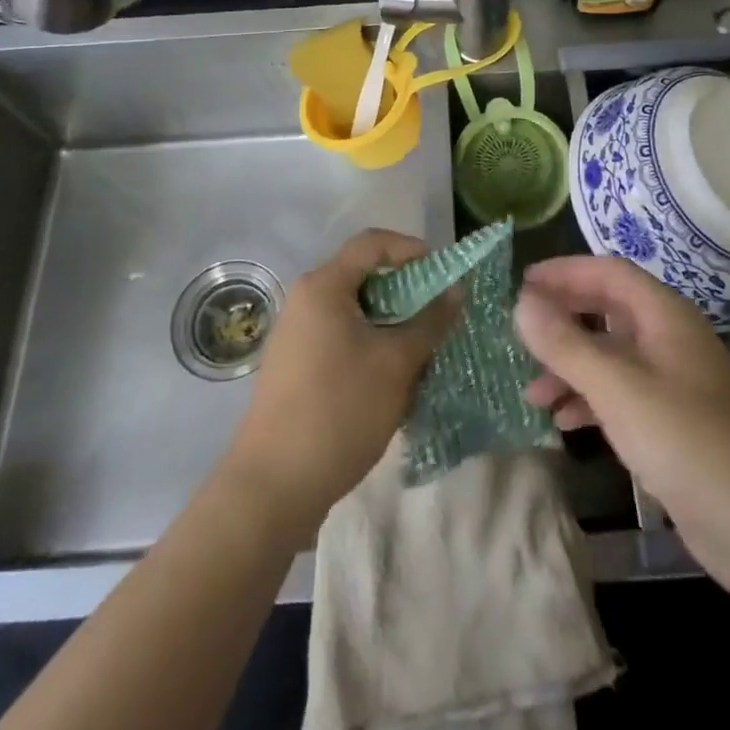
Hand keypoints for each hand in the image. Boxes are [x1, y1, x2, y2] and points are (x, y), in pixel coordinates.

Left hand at [222, 230, 457, 533]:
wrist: (273, 486)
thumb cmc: (339, 410)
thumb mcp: (396, 363)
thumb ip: (430, 322)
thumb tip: (455, 292)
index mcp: (324, 286)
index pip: (373, 243)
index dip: (412, 249)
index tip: (443, 274)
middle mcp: (305, 300)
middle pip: (364, 277)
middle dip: (407, 293)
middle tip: (439, 317)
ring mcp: (296, 335)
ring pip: (356, 313)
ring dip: (392, 325)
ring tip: (423, 353)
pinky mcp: (296, 367)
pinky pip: (342, 339)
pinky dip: (372, 347)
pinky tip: (394, 381)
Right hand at [515, 256, 729, 593]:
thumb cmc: (686, 442)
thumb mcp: (616, 388)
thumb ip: (565, 344)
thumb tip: (521, 303)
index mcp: (666, 315)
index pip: (609, 272)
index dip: (564, 272)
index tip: (522, 283)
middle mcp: (672, 338)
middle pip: (609, 310)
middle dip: (564, 319)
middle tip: (521, 332)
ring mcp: (677, 381)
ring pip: (613, 355)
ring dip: (572, 365)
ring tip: (533, 392)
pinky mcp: (676, 422)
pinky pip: (623, 393)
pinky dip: (591, 399)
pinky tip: (564, 422)